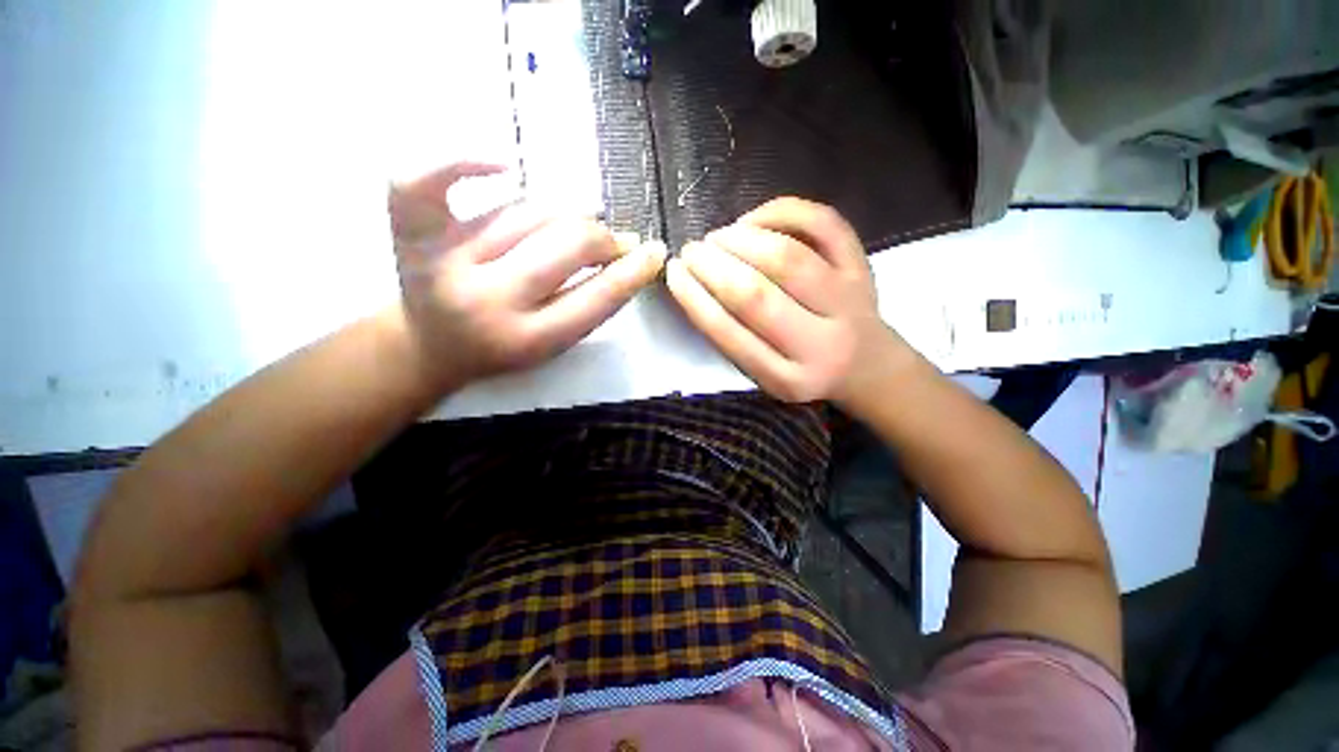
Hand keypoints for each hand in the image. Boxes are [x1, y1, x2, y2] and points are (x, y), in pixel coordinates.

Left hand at [388, 162, 665, 388]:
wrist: (431, 346)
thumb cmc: (503, 348)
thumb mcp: (553, 344)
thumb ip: (589, 304)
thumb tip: (628, 252)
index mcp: (526, 339)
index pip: (595, 298)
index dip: (632, 272)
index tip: (655, 251)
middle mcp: (486, 301)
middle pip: (565, 245)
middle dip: (601, 239)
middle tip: (615, 241)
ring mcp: (444, 261)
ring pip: (526, 213)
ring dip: (562, 216)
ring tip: (571, 227)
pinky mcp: (412, 233)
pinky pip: (426, 180)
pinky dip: (463, 160)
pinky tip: (503, 165)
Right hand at [666, 197, 908, 403]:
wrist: (864, 364)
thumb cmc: (799, 368)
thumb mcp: (762, 373)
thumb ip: (731, 338)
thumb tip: (696, 281)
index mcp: (786, 379)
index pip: (730, 334)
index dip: (695, 298)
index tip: (674, 273)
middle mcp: (820, 344)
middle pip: (757, 295)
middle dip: (713, 266)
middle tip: (691, 251)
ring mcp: (847, 300)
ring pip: (788, 258)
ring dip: (741, 239)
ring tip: (717, 237)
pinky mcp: (861, 266)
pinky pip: (823, 224)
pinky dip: (781, 212)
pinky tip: (753, 221)